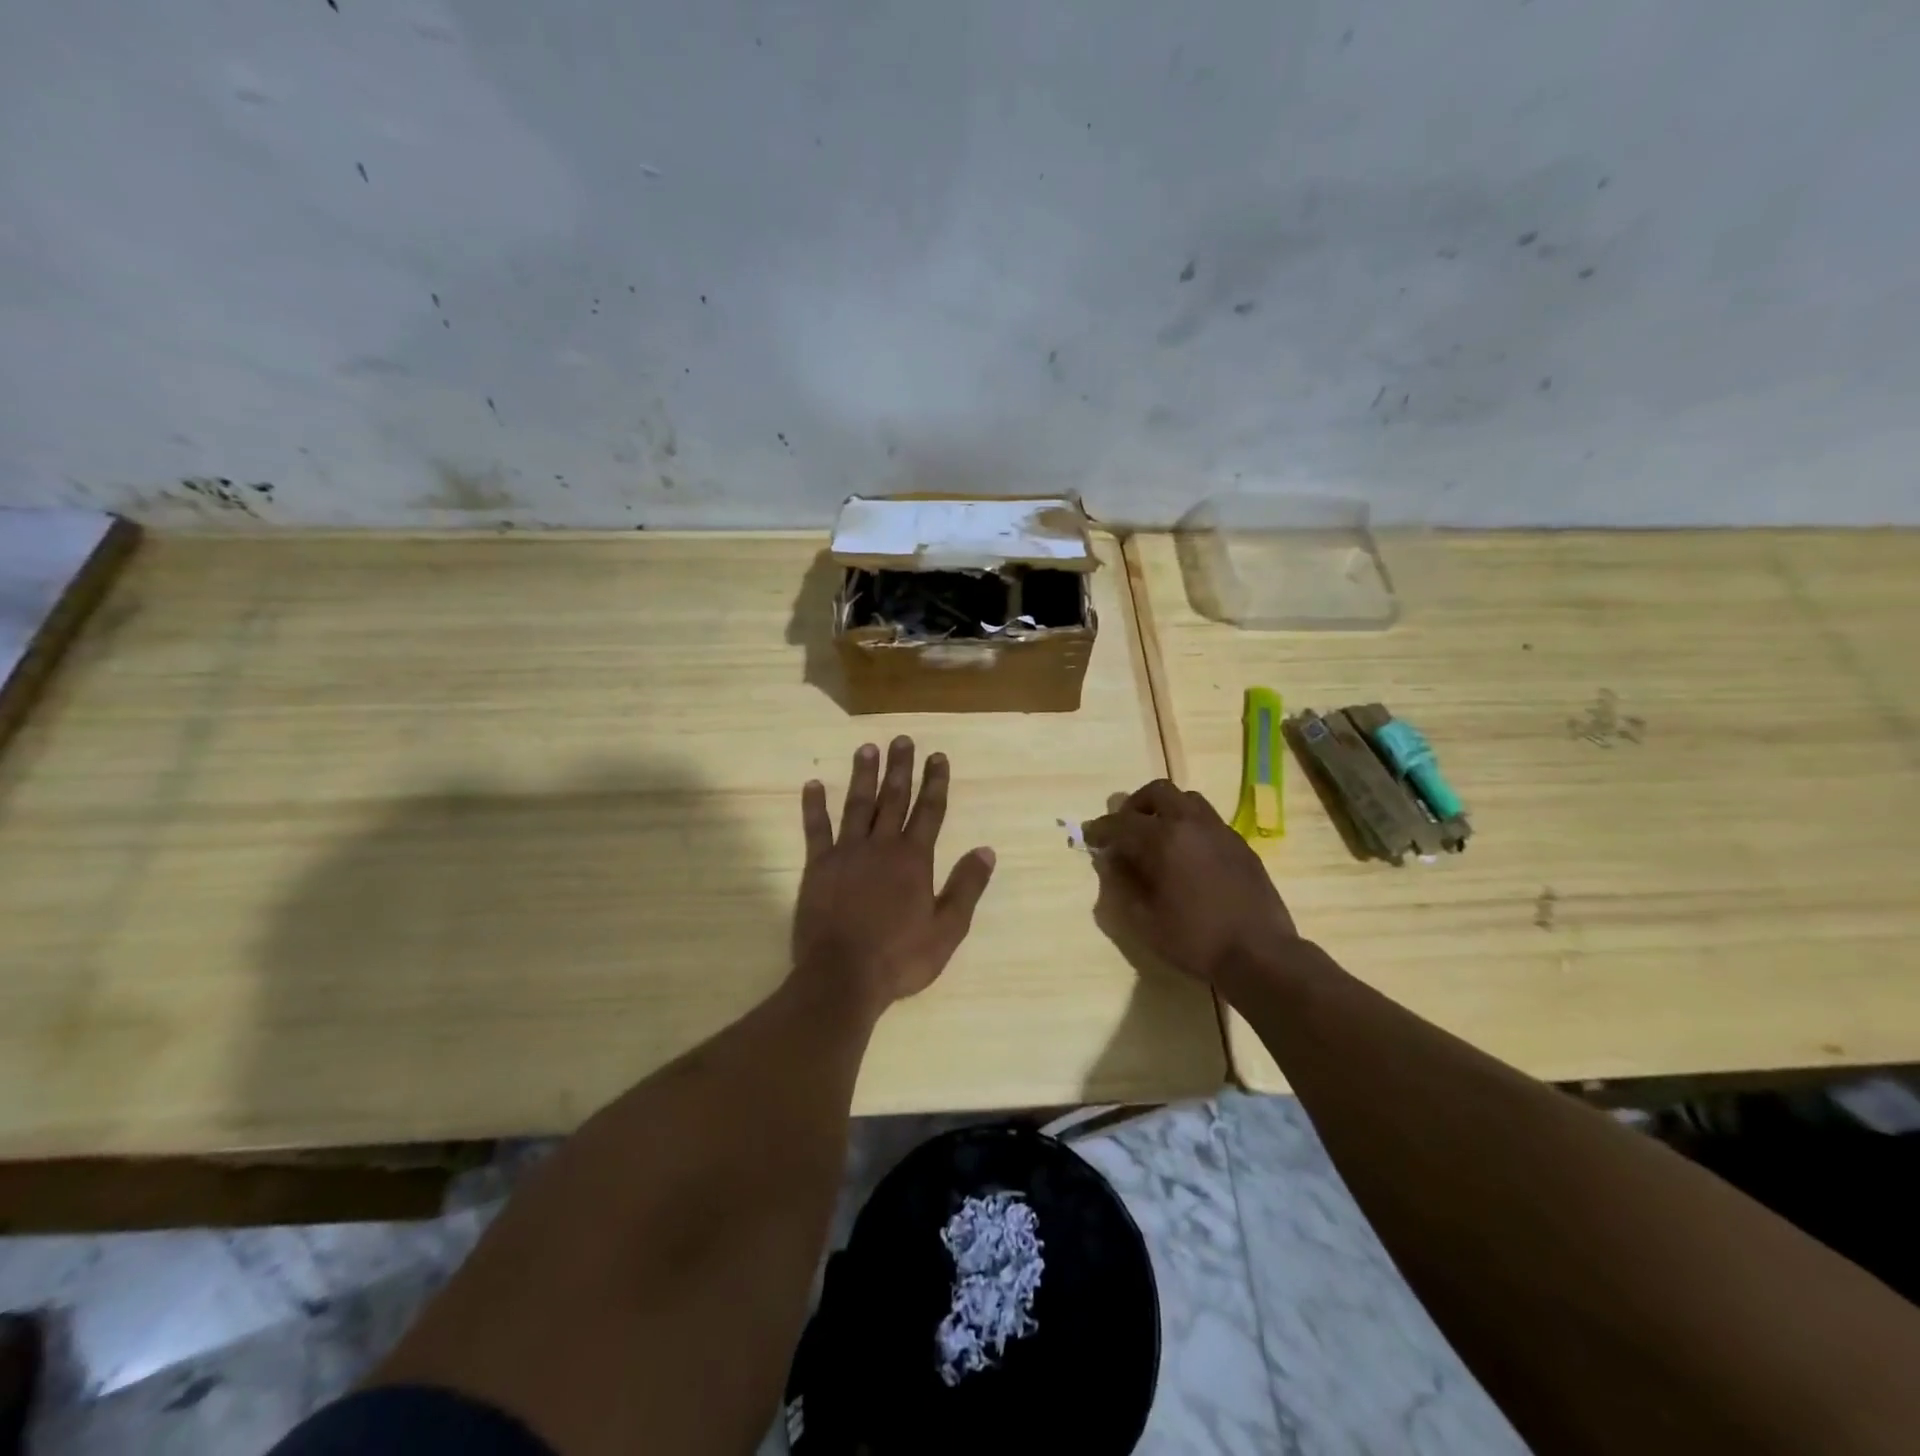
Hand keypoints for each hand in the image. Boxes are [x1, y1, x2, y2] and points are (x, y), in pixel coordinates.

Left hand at [792, 737, 996, 1014]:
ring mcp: (847, 853)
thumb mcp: (947, 929)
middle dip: (901, 768)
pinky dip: (814, 806)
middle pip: (894, 799)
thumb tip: (986, 850)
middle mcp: (882, 846)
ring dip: (863, 775)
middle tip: (902, 739)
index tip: (937, 756)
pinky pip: (816, 829)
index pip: (929, 811)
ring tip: (867, 748)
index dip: (935, 782)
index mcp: (914, 859)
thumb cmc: (900, 957)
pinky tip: (813, 784)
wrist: (842, 977)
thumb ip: (966, 887)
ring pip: (858, 805)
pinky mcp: (817, 866)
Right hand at [1083, 780, 1298, 984]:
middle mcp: (1191, 824)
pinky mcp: (1240, 844)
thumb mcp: (1144, 921)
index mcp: (1163, 840)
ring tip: (1157, 837)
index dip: (1101, 828)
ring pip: (1187, 800)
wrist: (1261, 954)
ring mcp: (1220, 831)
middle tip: (1125, 828)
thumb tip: (1112, 862)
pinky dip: (1189, 826)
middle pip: (1158, 792)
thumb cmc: (1195, 941)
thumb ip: (1122, 886)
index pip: (1122, 822)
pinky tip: (1187, 855)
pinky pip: (1208, 820)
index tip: (1090, 836)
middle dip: (1135, 805)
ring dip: (1165, 810)